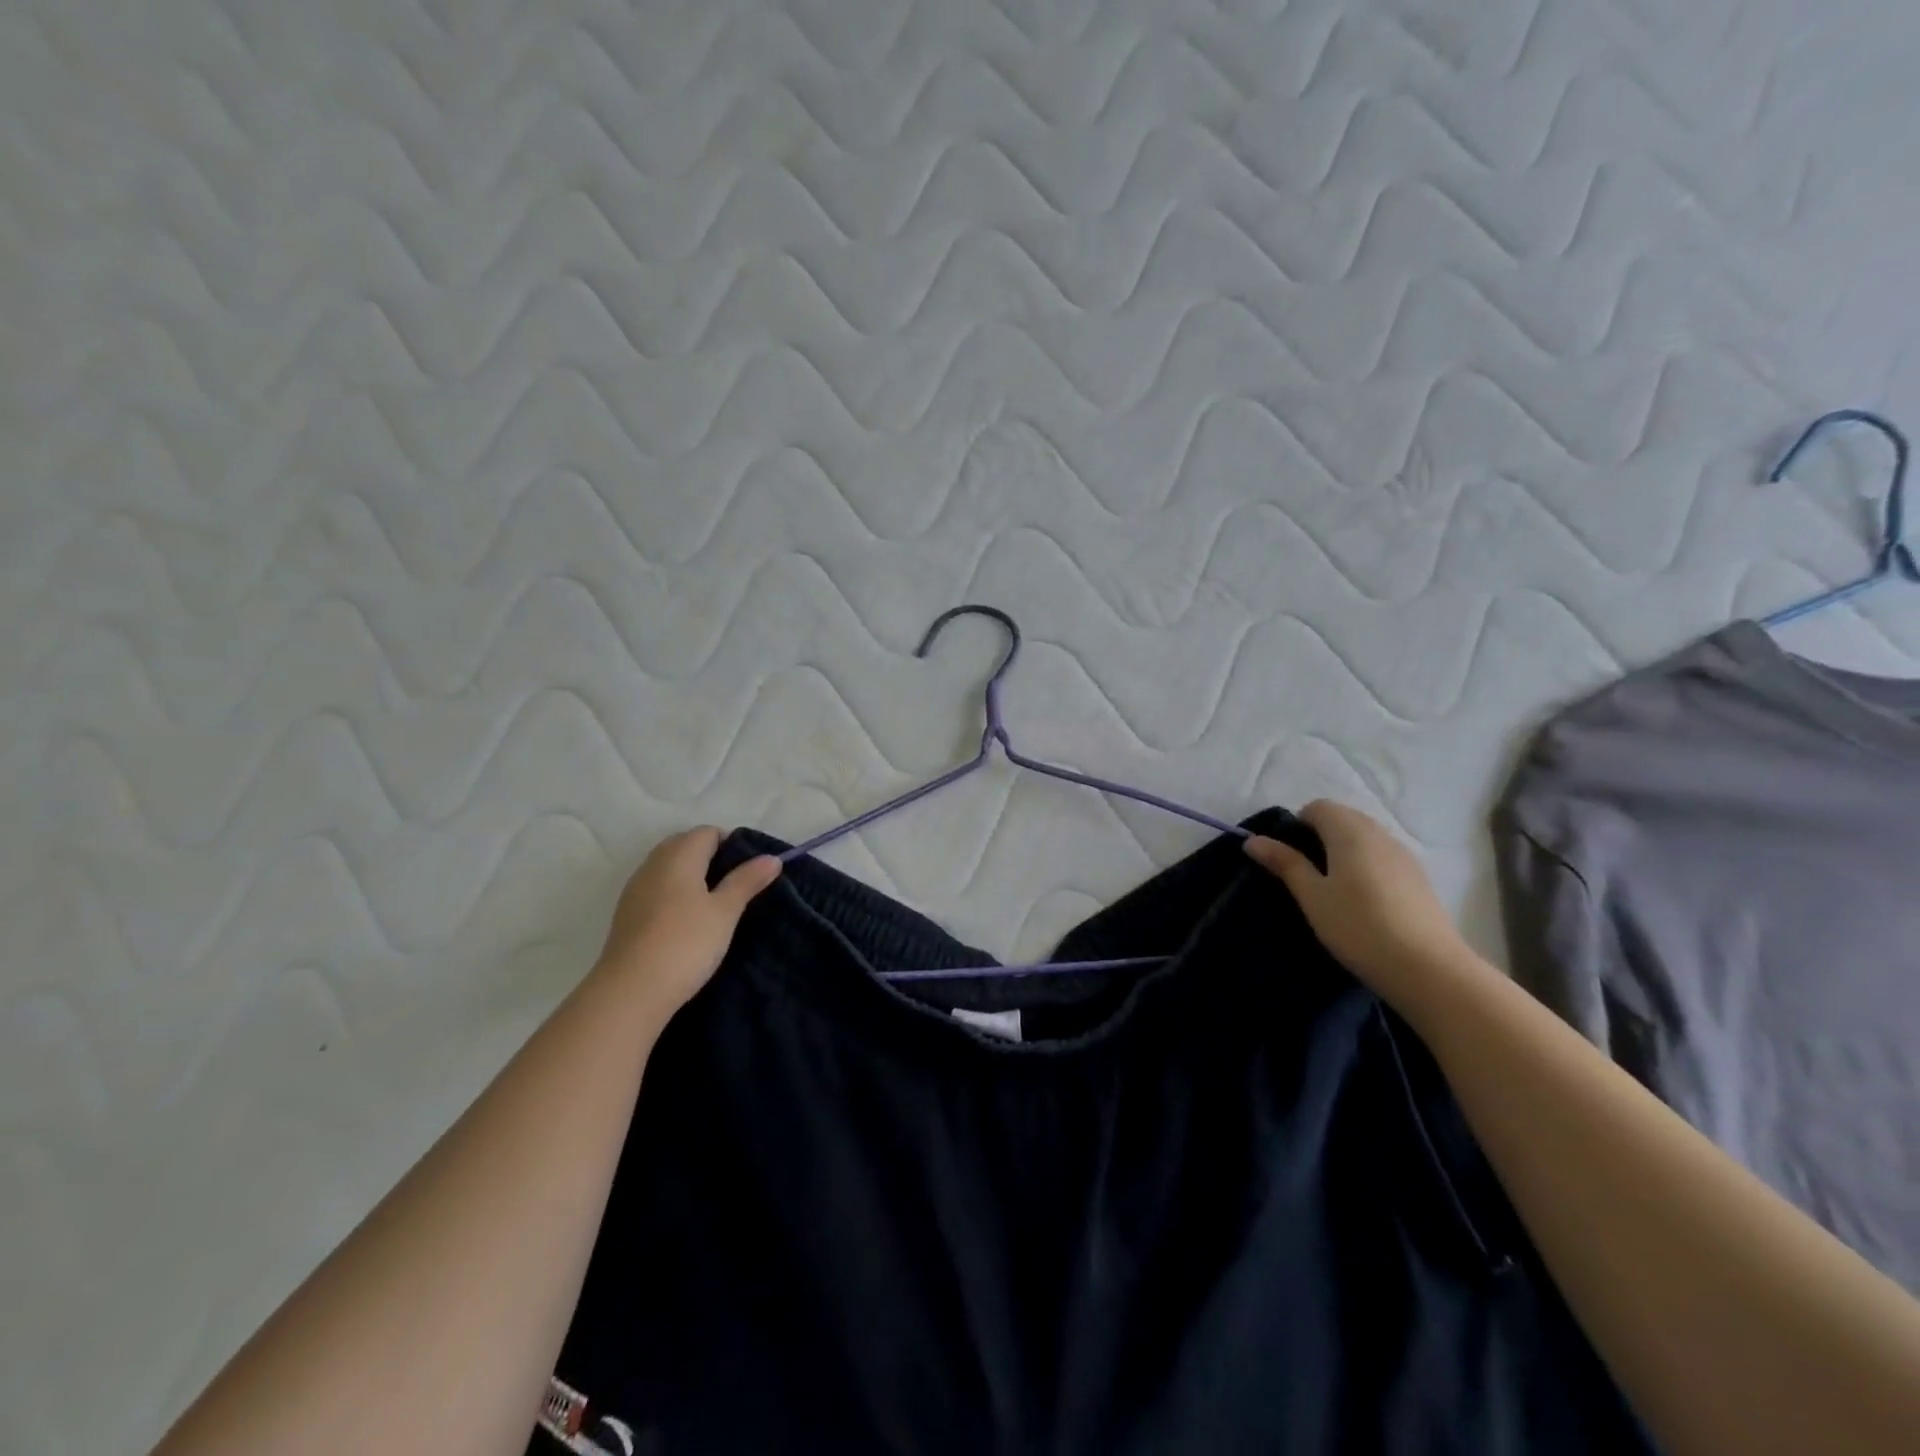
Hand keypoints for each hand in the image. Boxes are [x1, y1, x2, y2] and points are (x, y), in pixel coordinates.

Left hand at [598, 827, 781, 1015]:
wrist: (631, 991)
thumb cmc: (686, 943)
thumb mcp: (725, 911)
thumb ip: (747, 881)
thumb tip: (772, 858)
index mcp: (679, 855)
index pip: (707, 832)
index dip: (732, 843)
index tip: (750, 869)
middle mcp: (653, 864)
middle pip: (685, 845)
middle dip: (711, 857)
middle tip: (735, 885)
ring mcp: (635, 888)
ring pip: (668, 867)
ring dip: (691, 876)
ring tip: (714, 904)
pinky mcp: (626, 913)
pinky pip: (656, 888)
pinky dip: (674, 894)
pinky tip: (686, 921)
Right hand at [1244, 801, 1482, 1012]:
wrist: (1428, 969)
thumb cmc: (1358, 927)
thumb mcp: (1312, 896)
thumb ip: (1285, 863)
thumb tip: (1253, 839)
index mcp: (1349, 831)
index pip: (1317, 807)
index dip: (1297, 825)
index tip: (1288, 858)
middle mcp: (1379, 833)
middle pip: (1343, 818)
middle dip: (1319, 837)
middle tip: (1306, 875)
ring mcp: (1404, 855)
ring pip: (1365, 838)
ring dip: (1344, 851)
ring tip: (1333, 890)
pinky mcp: (1419, 877)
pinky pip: (1383, 856)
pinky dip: (1366, 866)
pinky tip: (1363, 901)